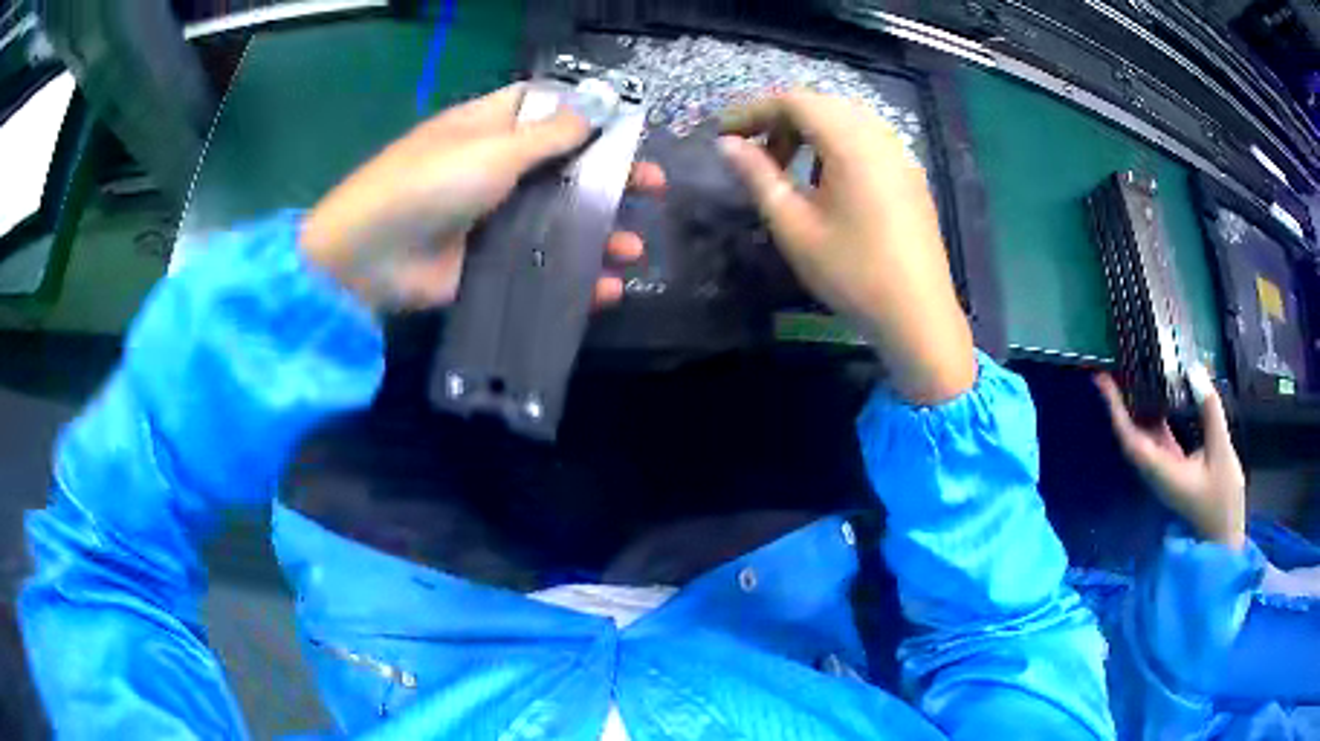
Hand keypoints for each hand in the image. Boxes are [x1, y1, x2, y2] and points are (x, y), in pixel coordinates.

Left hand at [300, 83, 665, 309]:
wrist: (372, 256)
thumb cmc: (430, 182)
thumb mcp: (492, 148)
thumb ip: (549, 133)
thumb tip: (597, 109)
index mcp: (491, 127)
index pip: (546, 109)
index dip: (587, 114)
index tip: (628, 128)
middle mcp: (495, 167)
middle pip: (564, 165)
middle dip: (610, 175)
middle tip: (652, 187)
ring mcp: (493, 217)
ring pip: (557, 218)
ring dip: (598, 232)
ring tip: (632, 249)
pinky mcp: (489, 262)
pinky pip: (540, 264)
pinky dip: (572, 276)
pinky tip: (605, 288)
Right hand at [718, 90, 975, 403]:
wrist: (918, 315)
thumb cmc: (852, 272)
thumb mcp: (794, 226)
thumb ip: (758, 177)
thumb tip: (727, 145)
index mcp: (851, 142)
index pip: (794, 101)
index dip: (752, 111)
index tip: (724, 135)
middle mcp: (880, 136)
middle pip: (821, 104)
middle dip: (780, 119)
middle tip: (753, 153)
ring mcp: (901, 155)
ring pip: (846, 120)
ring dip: (809, 132)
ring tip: (786, 167)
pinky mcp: (910, 175)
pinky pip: (867, 140)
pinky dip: (836, 146)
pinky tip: (826, 181)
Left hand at [1096, 373, 1246, 548]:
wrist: (1224, 540)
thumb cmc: (1223, 503)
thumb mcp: (1222, 453)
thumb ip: (1210, 412)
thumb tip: (1196, 371)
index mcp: (1161, 472)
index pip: (1131, 438)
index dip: (1115, 409)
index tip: (1101, 380)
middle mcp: (1156, 472)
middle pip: (1132, 434)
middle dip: (1120, 402)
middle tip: (1112, 368)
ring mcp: (1164, 471)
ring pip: (1145, 435)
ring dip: (1137, 407)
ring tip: (1130, 374)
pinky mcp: (1174, 469)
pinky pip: (1158, 438)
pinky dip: (1154, 416)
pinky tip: (1158, 393)